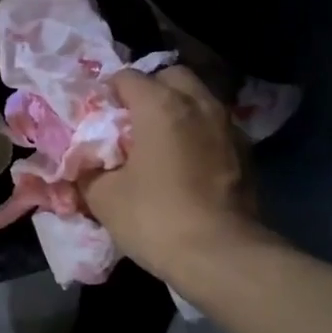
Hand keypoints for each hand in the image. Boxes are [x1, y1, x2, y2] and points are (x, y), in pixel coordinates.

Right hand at [80, 66, 257, 282]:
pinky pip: (215, 126)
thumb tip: (85, 163)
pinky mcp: (245, 151)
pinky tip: (187, 161)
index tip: (98, 118)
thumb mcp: (103, 197)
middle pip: (170, 76)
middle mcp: (198, 103)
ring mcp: (227, 126)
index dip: (107, 94)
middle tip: (132, 123)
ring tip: (161, 142)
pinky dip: (199, 133)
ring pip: (198, 98)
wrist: (220, 255)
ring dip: (178, 110)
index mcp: (160, 105)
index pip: (127, 77)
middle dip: (150, 91)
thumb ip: (88, 170)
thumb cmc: (155, 218)